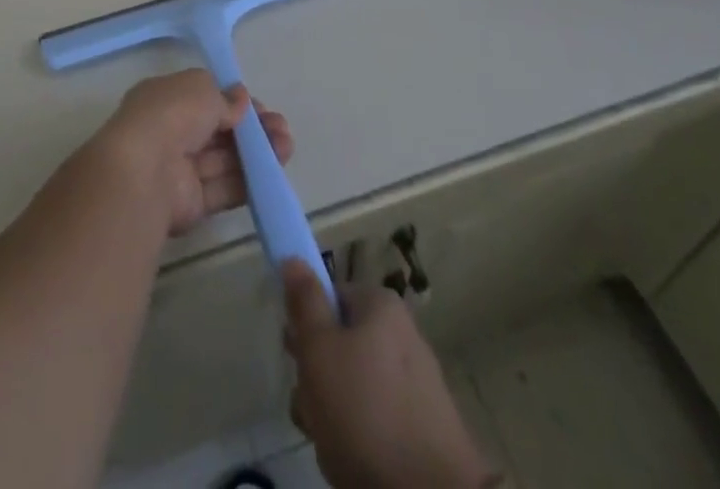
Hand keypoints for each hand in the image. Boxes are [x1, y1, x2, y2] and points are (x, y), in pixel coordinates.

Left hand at [95, 70, 293, 237]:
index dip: (234, 102)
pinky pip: (224, 188)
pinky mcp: (192, 203)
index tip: (260, 108)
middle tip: (282, 129)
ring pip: (225, 159)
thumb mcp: (201, 89)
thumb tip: (241, 100)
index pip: (205, 99)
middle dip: (252, 129)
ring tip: (287, 147)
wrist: (145, 172)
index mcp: (165, 99)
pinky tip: (275, 173)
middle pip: (218, 130)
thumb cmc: (171, 115)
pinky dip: (249, 181)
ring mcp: (181, 169)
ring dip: (257, 153)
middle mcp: (172, 132)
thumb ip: (225, 98)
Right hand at [283, 263, 498, 488]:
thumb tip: (294, 257)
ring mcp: (416, 385)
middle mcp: (403, 335)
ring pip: (354, 387)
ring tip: (328, 442)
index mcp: (381, 306)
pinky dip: (359, 438)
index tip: (294, 354)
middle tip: (310, 406)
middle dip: (317, 376)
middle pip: (341, 344)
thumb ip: (304, 302)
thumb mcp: (319, 349)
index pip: (330, 298)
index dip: (306, 325)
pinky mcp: (425, 431)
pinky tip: (350, 461)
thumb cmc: (364, 411)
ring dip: (332, 412)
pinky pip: (377, 421)